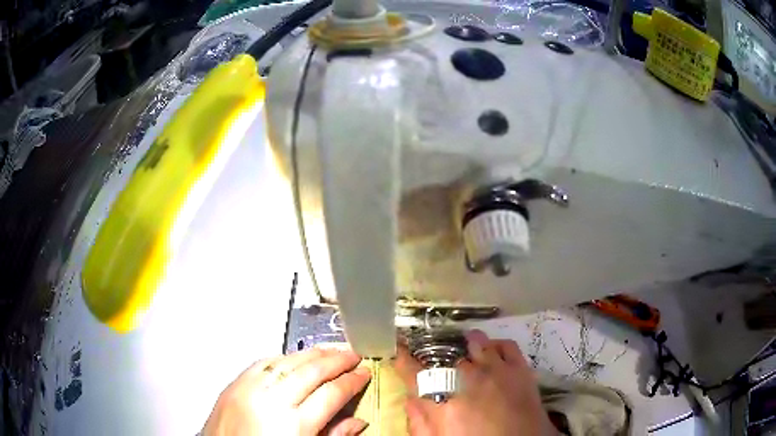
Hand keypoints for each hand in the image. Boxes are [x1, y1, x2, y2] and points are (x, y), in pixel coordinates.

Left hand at [203, 347, 371, 435]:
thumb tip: (359, 421)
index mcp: (293, 425)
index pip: (331, 394)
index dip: (351, 381)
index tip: (365, 373)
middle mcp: (271, 401)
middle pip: (310, 371)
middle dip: (335, 360)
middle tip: (353, 355)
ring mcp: (249, 389)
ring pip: (286, 362)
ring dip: (311, 354)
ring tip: (329, 351)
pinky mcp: (233, 385)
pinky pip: (262, 363)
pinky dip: (283, 357)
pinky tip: (294, 358)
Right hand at [395, 330, 557, 435]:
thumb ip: (419, 423)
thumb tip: (411, 399)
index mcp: (442, 401)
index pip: (413, 372)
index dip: (402, 358)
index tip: (399, 349)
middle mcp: (467, 379)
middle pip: (445, 356)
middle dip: (438, 358)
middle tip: (439, 365)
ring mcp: (496, 370)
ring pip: (475, 342)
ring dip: (467, 347)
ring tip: (466, 355)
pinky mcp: (520, 368)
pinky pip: (505, 345)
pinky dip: (495, 346)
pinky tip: (492, 355)